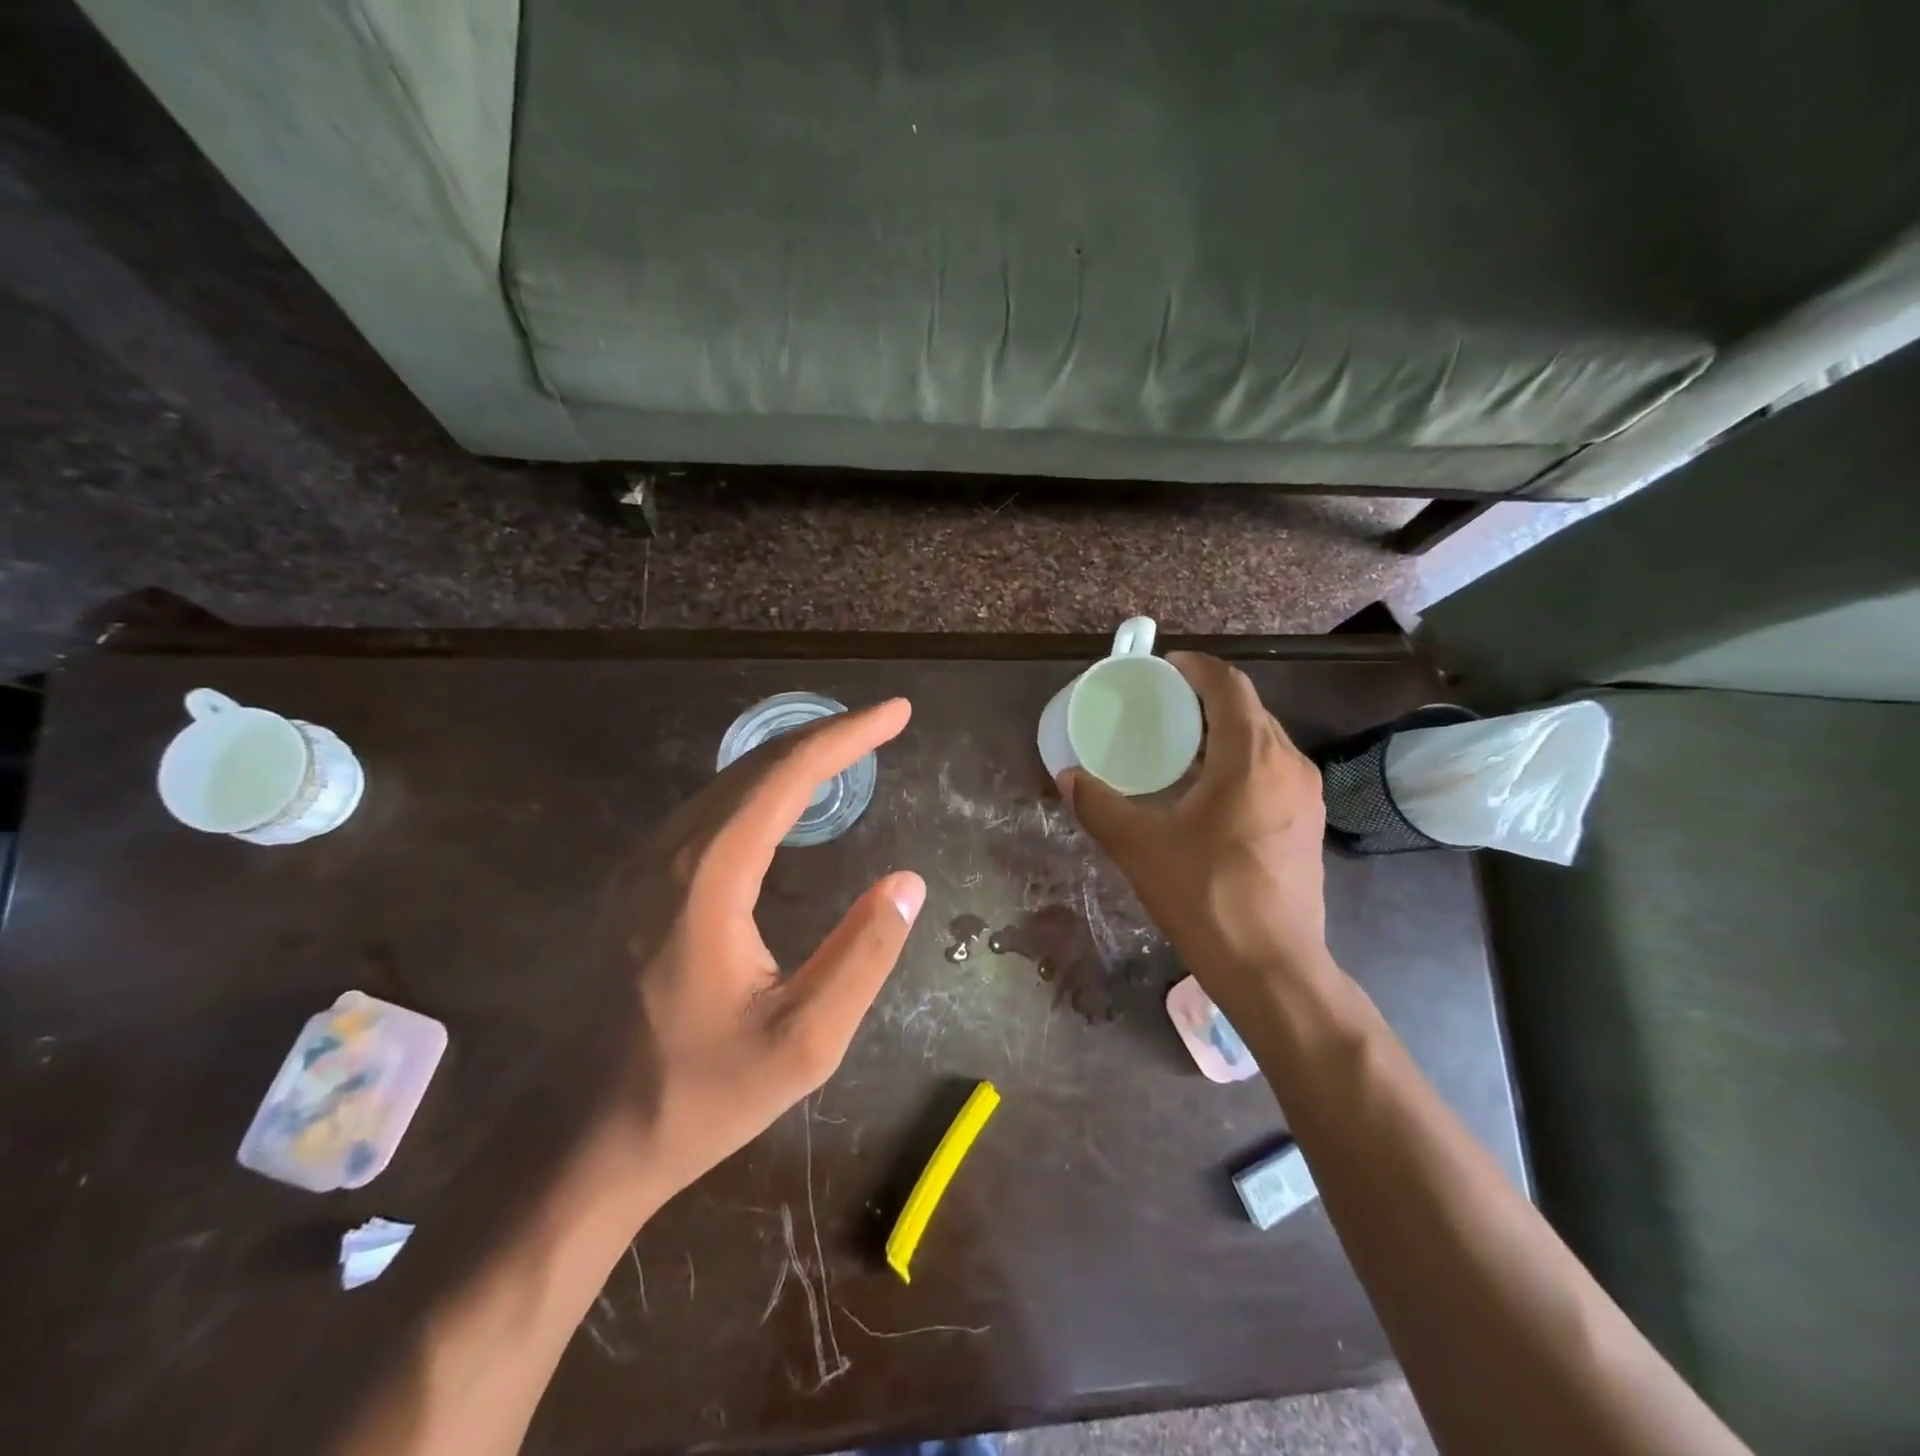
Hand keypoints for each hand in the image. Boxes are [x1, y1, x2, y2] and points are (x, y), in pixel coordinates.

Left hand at [601, 698, 924, 1204]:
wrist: (582, 1143)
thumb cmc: (698, 1095)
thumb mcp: (804, 1042)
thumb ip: (863, 955)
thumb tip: (908, 882)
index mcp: (707, 878)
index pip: (786, 775)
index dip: (847, 736)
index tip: (897, 713)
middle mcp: (668, 853)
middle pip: (755, 766)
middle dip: (825, 737)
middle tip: (883, 725)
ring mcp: (643, 867)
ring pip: (727, 784)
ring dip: (791, 760)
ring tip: (847, 752)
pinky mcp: (636, 886)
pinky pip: (708, 811)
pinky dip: (759, 789)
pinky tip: (785, 802)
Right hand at [1059, 654, 1330, 1025]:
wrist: (1272, 965)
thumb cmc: (1205, 895)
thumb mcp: (1139, 846)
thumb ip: (1098, 805)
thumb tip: (1068, 777)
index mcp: (1250, 757)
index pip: (1229, 686)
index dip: (1197, 668)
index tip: (1165, 667)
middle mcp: (1288, 764)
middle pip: (1249, 710)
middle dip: (1207, 700)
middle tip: (1163, 707)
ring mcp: (1306, 796)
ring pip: (1264, 742)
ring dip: (1225, 733)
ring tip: (1181, 746)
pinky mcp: (1308, 824)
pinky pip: (1273, 771)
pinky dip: (1241, 763)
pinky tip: (1210, 791)